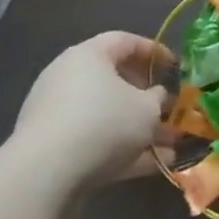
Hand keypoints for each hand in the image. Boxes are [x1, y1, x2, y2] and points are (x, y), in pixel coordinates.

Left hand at [8, 31, 172, 191]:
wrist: (43, 176)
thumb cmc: (103, 123)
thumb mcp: (147, 108)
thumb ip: (158, 98)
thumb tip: (157, 97)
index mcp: (89, 56)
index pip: (126, 41)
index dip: (154, 52)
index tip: (174, 67)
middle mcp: (68, 79)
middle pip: (114, 81)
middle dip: (146, 97)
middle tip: (168, 107)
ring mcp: (56, 116)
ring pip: (106, 116)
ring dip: (137, 130)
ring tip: (169, 146)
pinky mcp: (51, 149)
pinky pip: (93, 142)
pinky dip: (121, 151)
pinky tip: (152, 165)